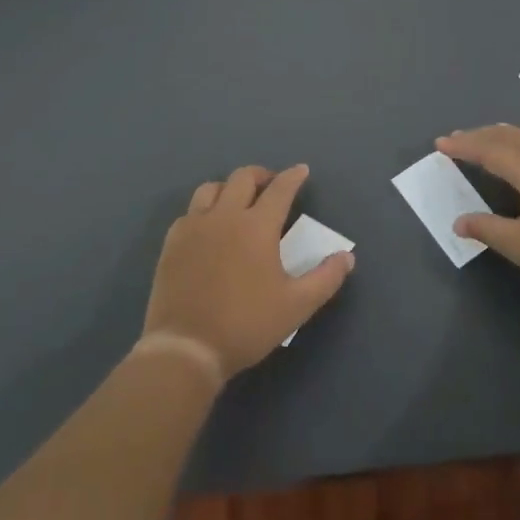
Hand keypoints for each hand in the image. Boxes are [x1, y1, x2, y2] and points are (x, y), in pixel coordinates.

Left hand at [141, 164, 354, 379]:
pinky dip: (204, 210)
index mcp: (257, 226)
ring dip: (229, 188)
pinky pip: (189, 212)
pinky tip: (209, 227)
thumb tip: (346, 256)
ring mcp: (194, 227)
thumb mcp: (297, 306)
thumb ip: (326, 278)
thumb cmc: (246, 324)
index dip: (293, 177)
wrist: (187, 348)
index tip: (301, 171)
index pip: (280, 189)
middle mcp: (225, 216)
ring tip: (238, 201)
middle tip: (271, 185)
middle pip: (243, 178)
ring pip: (211, 188)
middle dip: (261, 175)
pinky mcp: (172, 243)